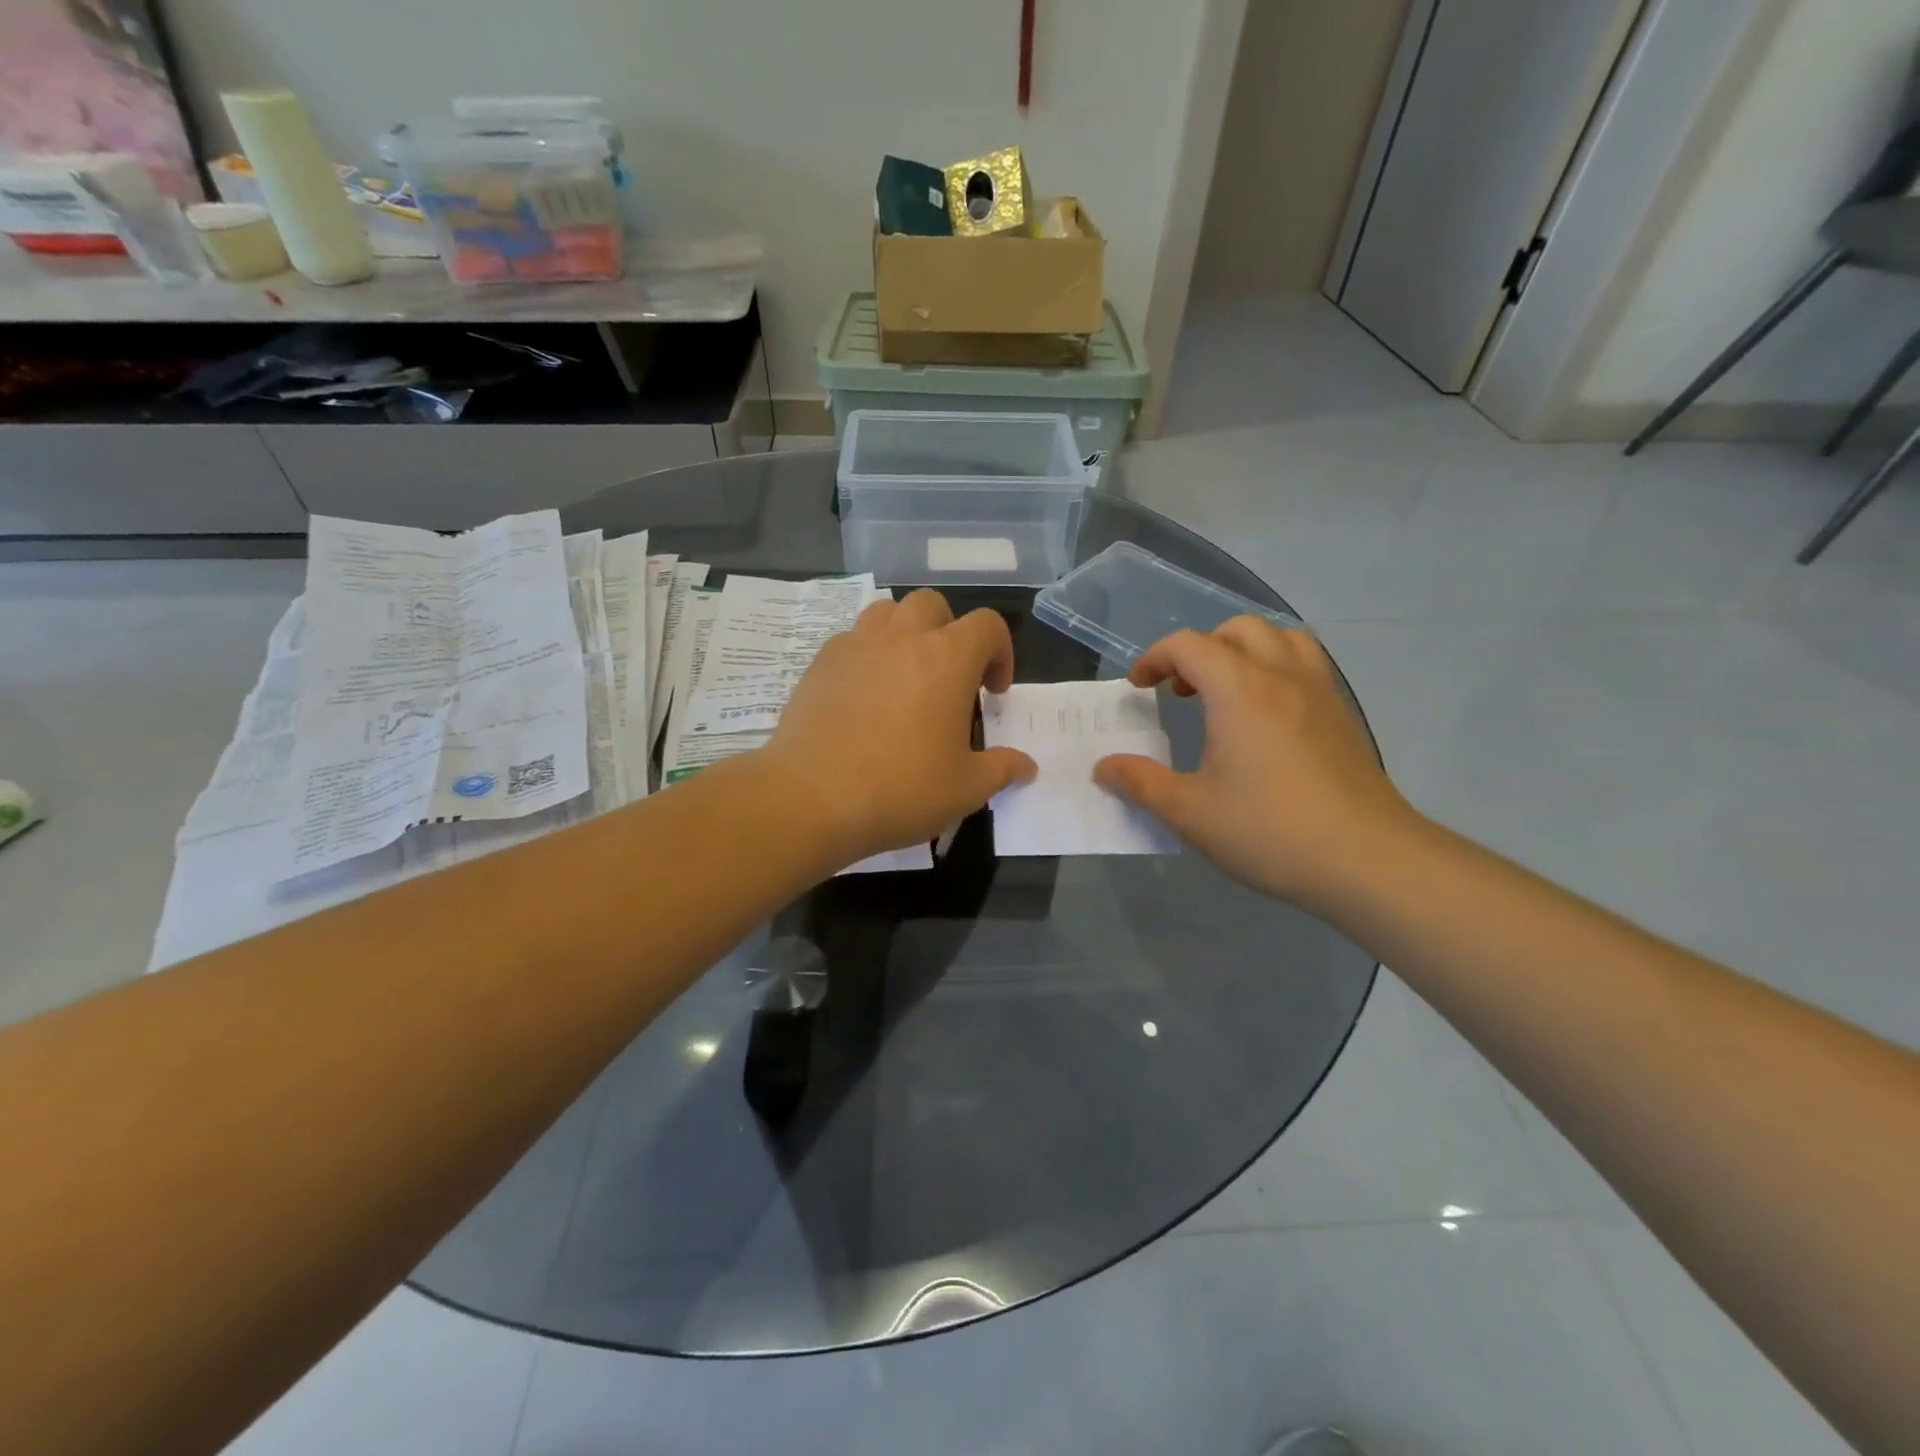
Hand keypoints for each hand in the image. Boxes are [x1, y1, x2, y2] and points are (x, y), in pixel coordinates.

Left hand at [761, 589, 1036, 865]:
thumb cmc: (901, 788)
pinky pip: (852, 640)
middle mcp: (902, 638)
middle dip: (950, 632)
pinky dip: (868, 654)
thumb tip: (1027, 767)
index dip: (1000, 652)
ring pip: (887, 612)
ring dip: (906, 633)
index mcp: (948, 658)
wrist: (812, 797)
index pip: (987, 625)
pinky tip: (866, 696)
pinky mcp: (820, 663)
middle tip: (951, 679)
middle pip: (933, 605)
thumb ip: (1002, 769)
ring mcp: (856, 645)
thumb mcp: (966, 788)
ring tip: (907, 676)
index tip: (994, 693)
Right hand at [1093, 617, 1418, 910]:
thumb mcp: (1189, 812)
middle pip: (1238, 630)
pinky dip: (1277, 669)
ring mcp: (1320, 692)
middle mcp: (1281, 676)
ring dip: (1245, 651)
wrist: (1368, 859)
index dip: (1154, 658)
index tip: (1139, 688)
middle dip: (1201, 649)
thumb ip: (1141, 783)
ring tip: (1227, 691)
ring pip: (1281, 639)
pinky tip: (1267, 719)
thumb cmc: (1269, 830)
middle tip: (1181, 690)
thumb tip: (1104, 767)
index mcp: (1239, 689)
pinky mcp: (1343, 715)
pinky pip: (1307, 665)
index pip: (1188, 645)